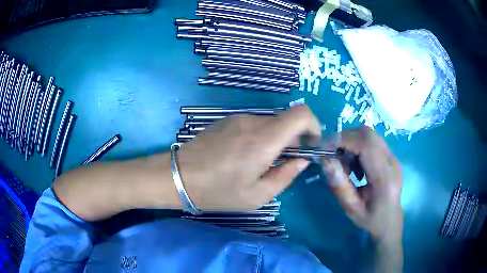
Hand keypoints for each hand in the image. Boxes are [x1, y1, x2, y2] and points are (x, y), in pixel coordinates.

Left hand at [177, 105, 320, 210]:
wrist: (178, 176)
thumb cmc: (217, 191)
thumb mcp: (257, 195)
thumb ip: (286, 175)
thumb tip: (302, 160)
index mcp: (264, 140)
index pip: (301, 114)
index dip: (313, 125)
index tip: (311, 144)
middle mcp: (253, 122)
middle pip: (287, 120)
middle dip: (295, 138)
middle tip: (285, 162)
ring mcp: (238, 118)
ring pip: (271, 123)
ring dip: (276, 139)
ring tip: (260, 162)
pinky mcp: (227, 120)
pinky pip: (254, 124)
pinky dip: (261, 136)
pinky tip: (244, 156)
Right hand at [321, 127, 402, 243]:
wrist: (390, 222)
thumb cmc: (371, 220)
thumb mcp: (351, 209)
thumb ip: (339, 186)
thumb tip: (325, 160)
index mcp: (384, 178)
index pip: (367, 145)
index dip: (344, 140)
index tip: (324, 148)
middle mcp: (392, 163)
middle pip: (368, 134)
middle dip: (346, 139)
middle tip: (333, 156)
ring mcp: (393, 158)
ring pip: (369, 135)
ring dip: (352, 143)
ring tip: (345, 165)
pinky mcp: (391, 156)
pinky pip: (372, 142)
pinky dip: (358, 147)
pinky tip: (356, 166)